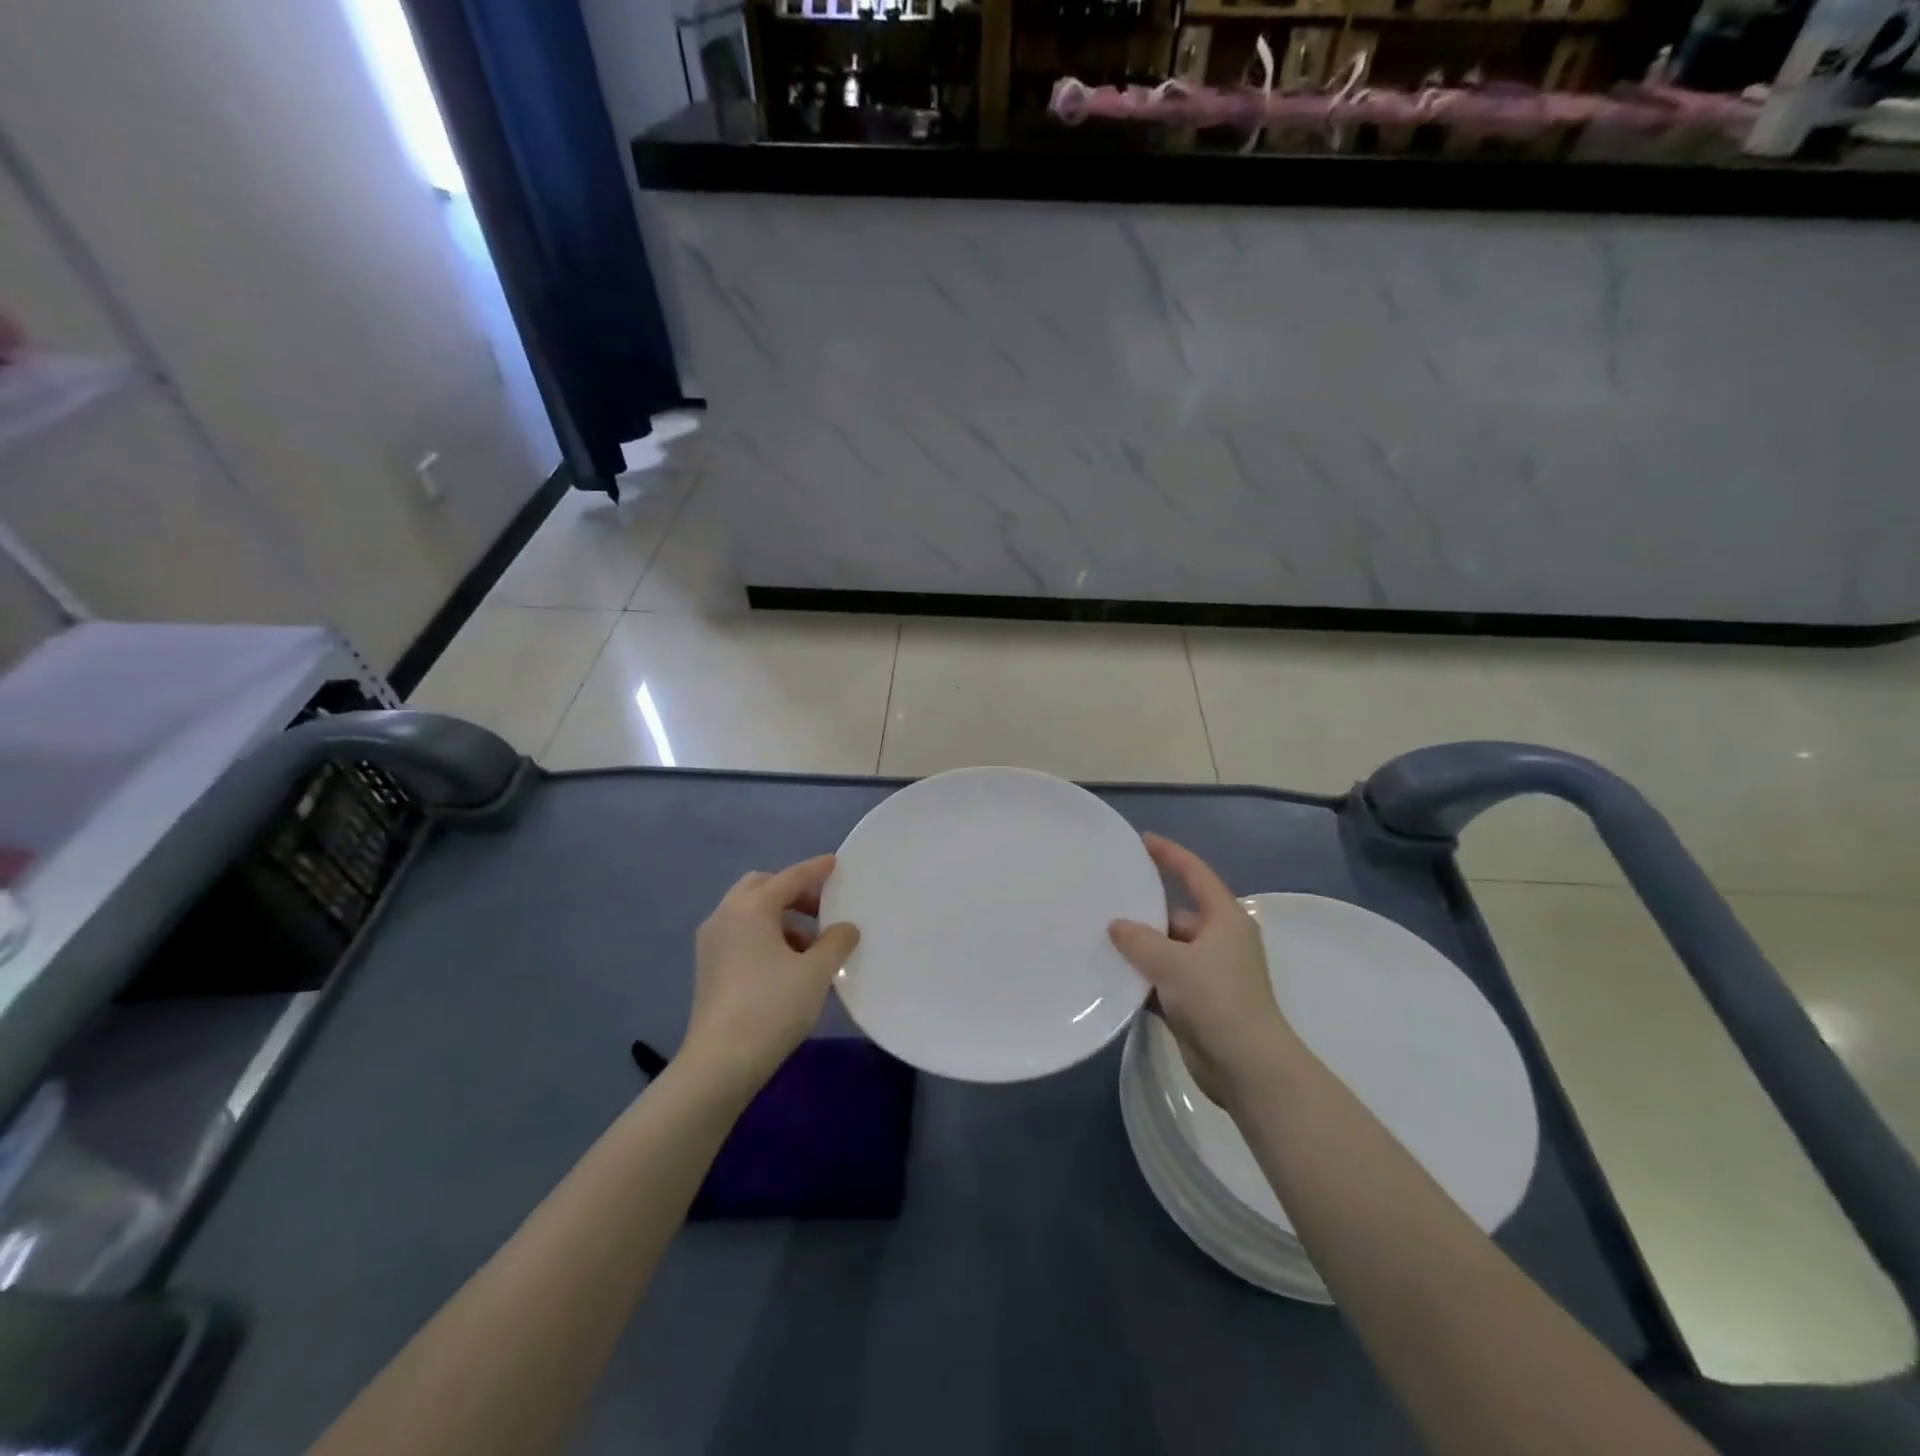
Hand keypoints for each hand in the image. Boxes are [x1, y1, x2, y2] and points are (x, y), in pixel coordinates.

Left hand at [684, 854, 859, 1094]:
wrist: (721, 1062)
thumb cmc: (772, 1006)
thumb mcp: (816, 972)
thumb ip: (836, 942)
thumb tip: (845, 928)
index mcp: (750, 908)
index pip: (790, 878)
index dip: (816, 870)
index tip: (836, 863)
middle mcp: (725, 916)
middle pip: (762, 887)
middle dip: (793, 892)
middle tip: (822, 908)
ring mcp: (711, 943)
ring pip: (749, 912)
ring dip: (780, 917)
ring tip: (810, 944)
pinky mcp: (708, 967)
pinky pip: (741, 934)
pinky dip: (765, 936)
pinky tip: (787, 964)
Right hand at [1109, 834, 1300, 1109]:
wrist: (1246, 1067)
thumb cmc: (1216, 999)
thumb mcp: (1172, 962)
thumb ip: (1139, 939)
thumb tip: (1116, 925)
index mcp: (1224, 919)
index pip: (1195, 873)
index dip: (1169, 854)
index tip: (1142, 841)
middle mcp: (1218, 940)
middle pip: (1175, 914)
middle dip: (1143, 909)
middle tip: (1105, 899)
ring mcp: (1207, 973)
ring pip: (1166, 949)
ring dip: (1139, 948)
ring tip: (1098, 936)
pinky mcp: (1196, 1002)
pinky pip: (1162, 979)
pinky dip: (1141, 978)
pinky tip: (1110, 975)